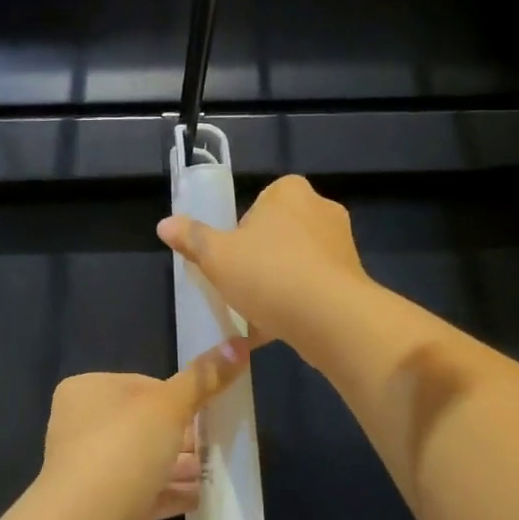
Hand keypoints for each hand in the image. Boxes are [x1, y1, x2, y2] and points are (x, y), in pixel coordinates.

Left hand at [34, 340, 251, 519]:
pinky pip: (142, 495)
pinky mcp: (100, 508)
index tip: (205, 410)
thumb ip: (204, 377)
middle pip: (142, 425)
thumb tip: (238, 342)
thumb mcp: (170, 405)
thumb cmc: (123, 448)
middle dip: (181, 435)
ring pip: (143, 461)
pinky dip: (169, 494)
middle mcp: (81, 427)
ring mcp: (88, 470)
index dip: (176, 397)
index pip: (141, 385)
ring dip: (177, 467)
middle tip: (217, 443)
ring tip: (213, 471)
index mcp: (87, 391)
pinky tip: (200, 498)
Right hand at [157, 174, 370, 351]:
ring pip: (296, 262)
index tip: (229, 258)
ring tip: (256, 313)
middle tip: (239, 286)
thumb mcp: (216, 256)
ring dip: (277, 284)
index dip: (238, 232)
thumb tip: (165, 224)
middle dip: (259, 259)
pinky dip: (296, 303)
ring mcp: (341, 245)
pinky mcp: (353, 279)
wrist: (330, 318)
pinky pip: (314, 287)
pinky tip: (276, 328)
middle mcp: (322, 209)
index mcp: (290, 192)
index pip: (258, 204)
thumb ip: (191, 238)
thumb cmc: (268, 274)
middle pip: (277, 234)